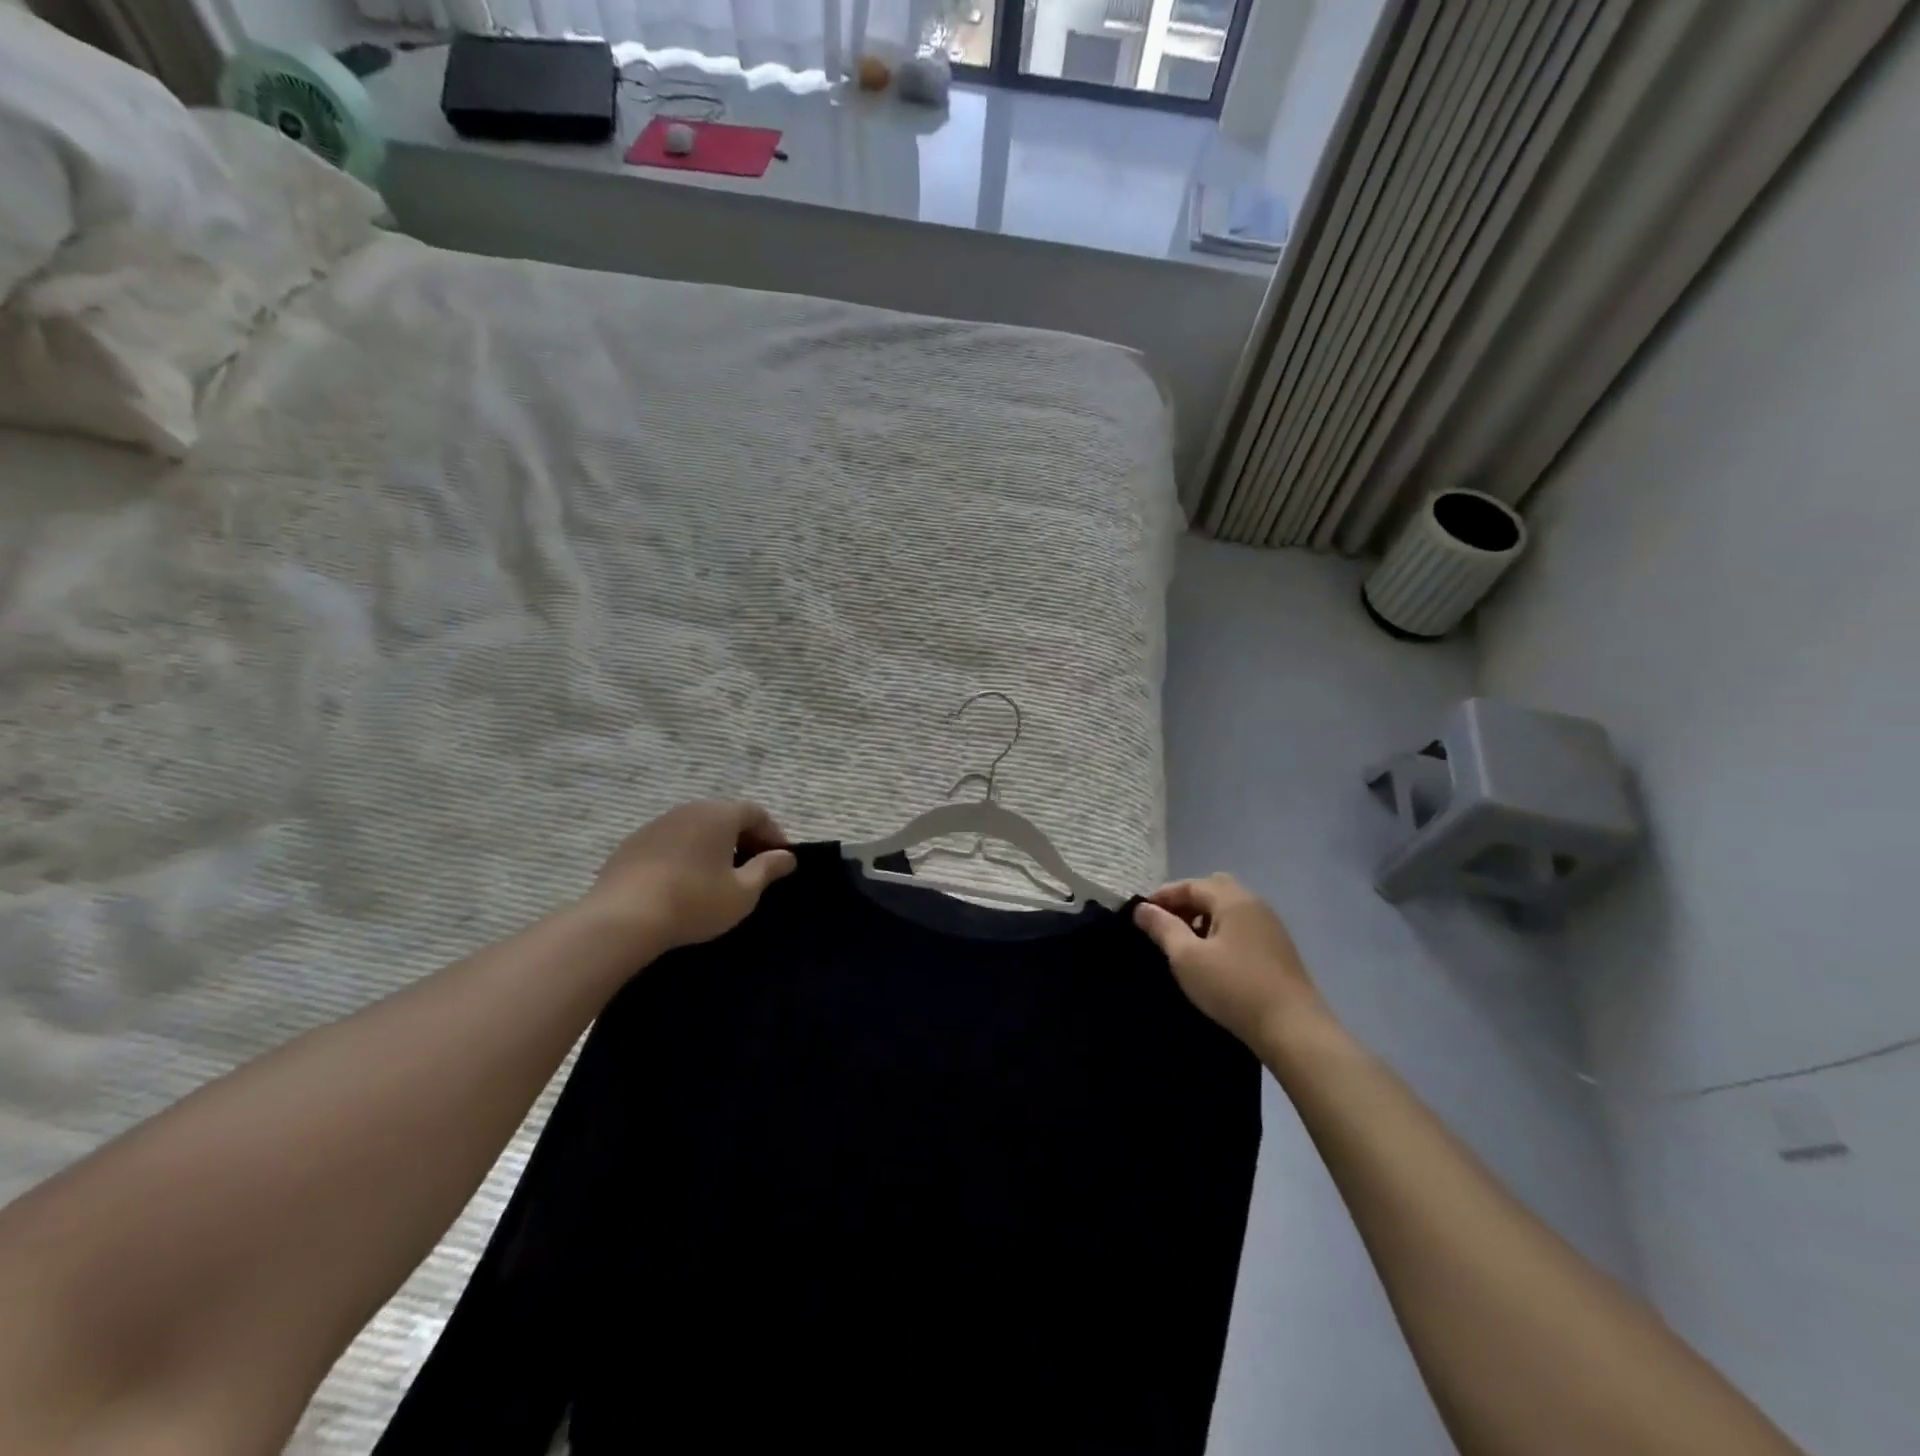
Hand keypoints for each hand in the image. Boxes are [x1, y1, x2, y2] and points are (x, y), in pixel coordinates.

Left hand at [584, 800, 796, 949]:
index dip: (773, 834)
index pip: (756, 813)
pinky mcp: (632, 844)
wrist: (622, 919)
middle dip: (744, 838)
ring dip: (713, 845)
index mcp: (719, 815)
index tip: (780, 860)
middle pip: (725, 816)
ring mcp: (656, 825)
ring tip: (719, 875)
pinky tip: (684, 882)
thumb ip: (767, 870)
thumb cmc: (694, 902)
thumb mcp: (742, 893)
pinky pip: (671, 842)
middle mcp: (688, 810)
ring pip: (696, 828)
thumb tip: (786, 856)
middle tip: (754, 867)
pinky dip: (685, 854)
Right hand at [1134, 874, 1327, 1051]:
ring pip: (1229, 909)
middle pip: (1213, 889)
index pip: (1190, 885)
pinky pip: (1242, 926)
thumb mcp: (1187, 957)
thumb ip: (1163, 928)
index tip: (1140, 915)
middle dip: (1186, 902)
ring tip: (1185, 944)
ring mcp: (1270, 926)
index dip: (1162, 896)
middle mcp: (1254, 904)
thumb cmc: (1234, 987)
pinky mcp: (1278, 949)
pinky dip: (1221, 931)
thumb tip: (1142, 908)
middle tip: (1166, 925)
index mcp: (1233, 899)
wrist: (1293, 1029)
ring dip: (1203, 917)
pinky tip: (1212, 958)